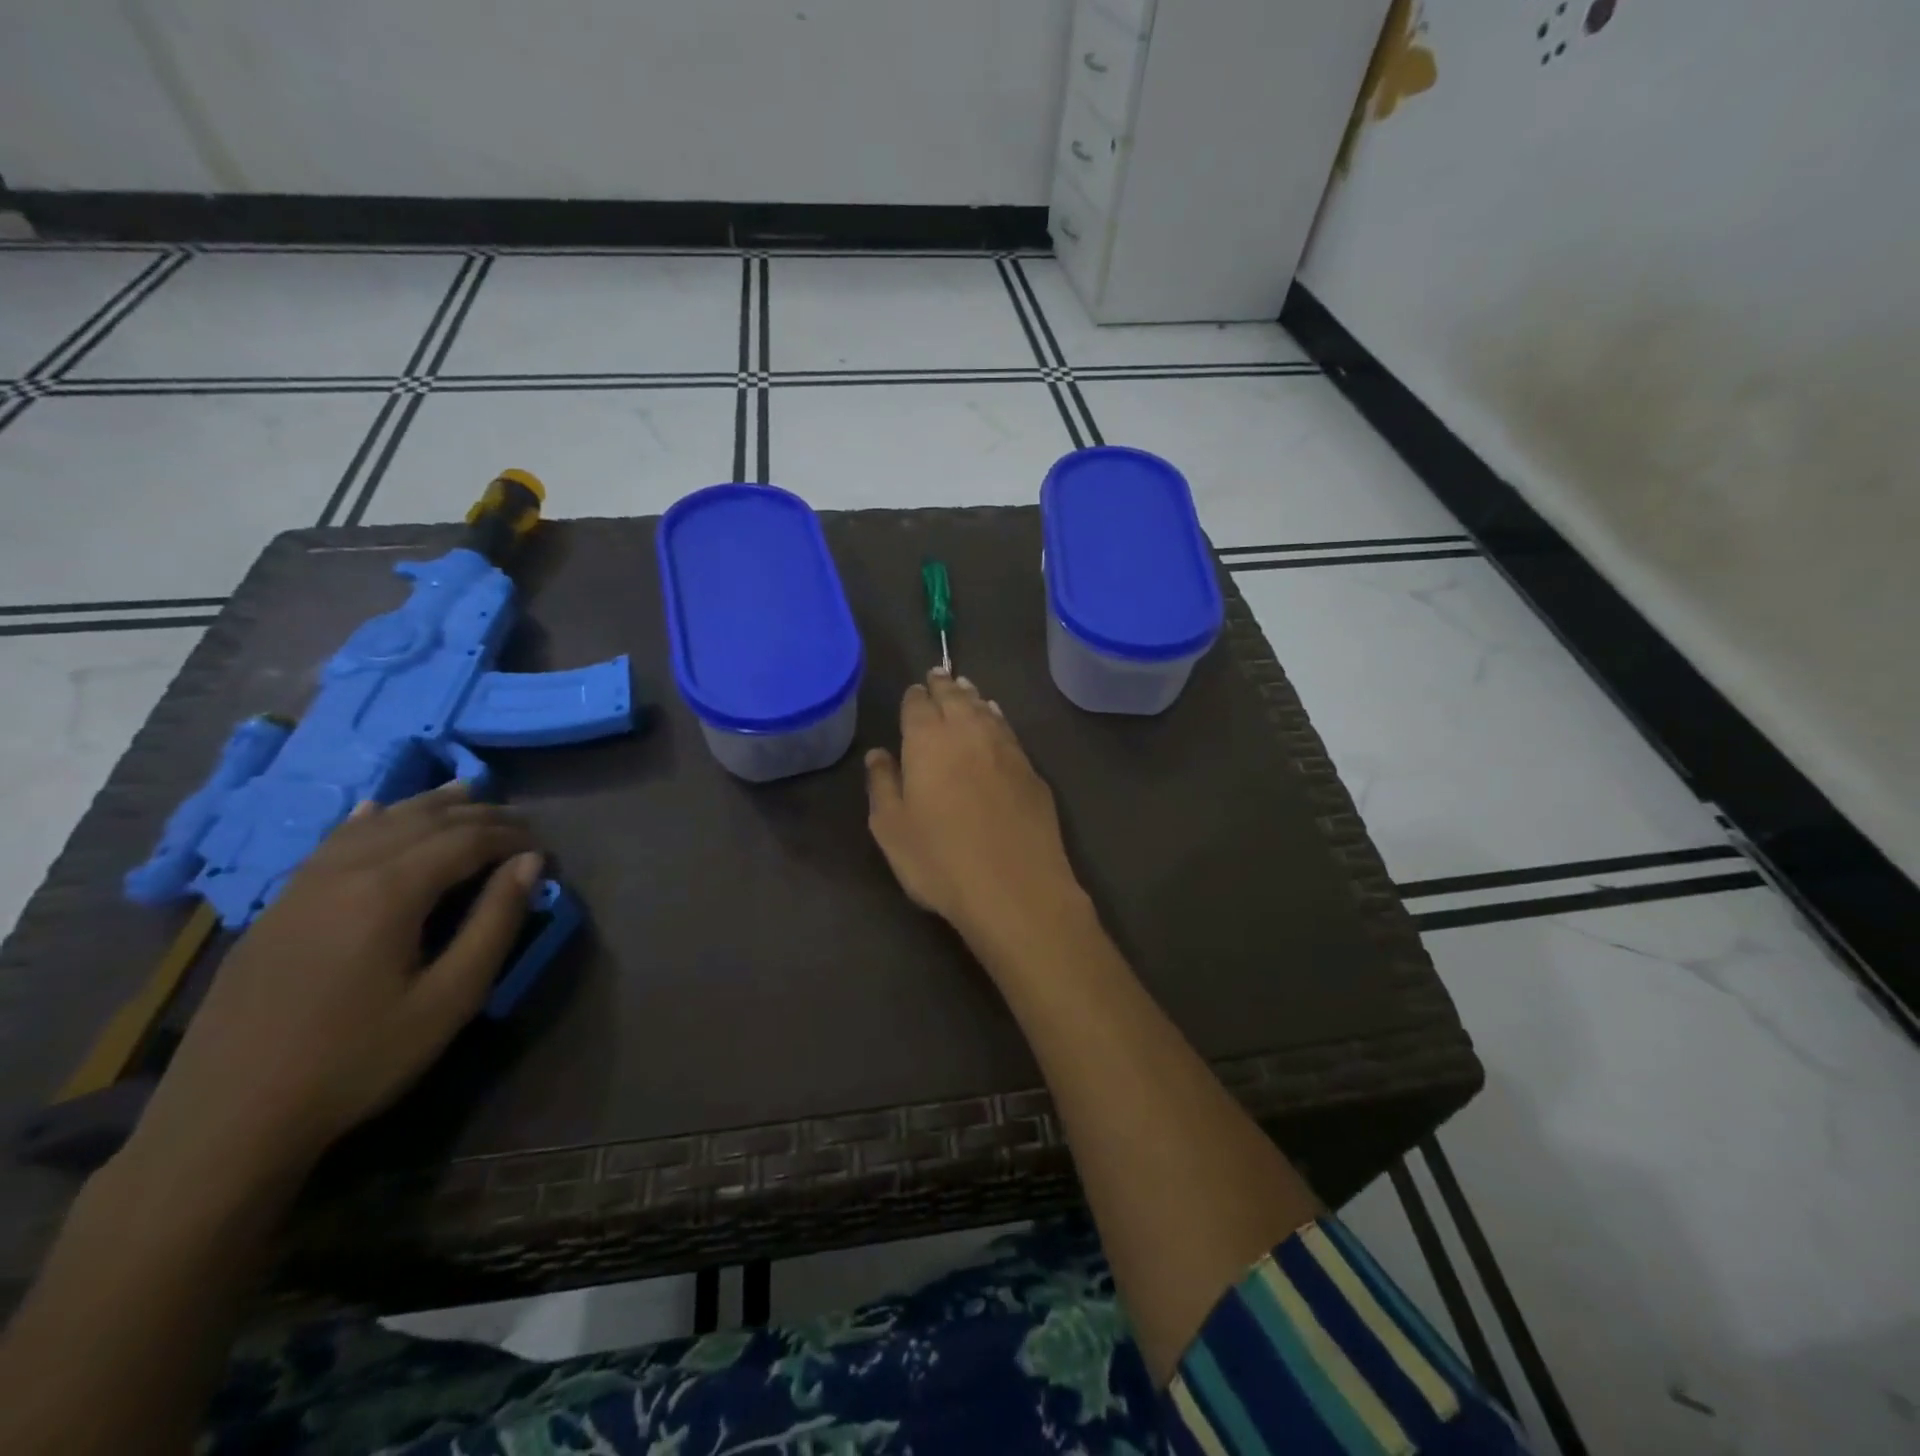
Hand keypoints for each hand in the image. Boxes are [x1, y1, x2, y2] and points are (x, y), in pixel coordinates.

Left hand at [126, 784, 539, 1191]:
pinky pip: (331, 842)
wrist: (229, 1118)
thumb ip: (495, 922)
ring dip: (426, 806)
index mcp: (389, 891)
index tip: (543, 846)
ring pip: (375, 823)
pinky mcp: (277, 907)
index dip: (510, 835)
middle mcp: (345, 871)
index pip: (464, 838)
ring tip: (467, 794)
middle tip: (519, 824)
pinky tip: (376, 809)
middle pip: (422, 821)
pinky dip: (367, 819)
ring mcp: (302, 886)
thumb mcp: (450, 998)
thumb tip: (530, 862)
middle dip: (478, 815)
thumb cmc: (358, 1059)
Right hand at [865, 669, 1087, 952]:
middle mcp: (968, 732)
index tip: (913, 692)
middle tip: (939, 674)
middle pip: (955, 697)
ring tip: (966, 688)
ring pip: (985, 709)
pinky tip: (996, 719)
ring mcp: (1006, 749)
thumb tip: (878, 754)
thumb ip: (882, 784)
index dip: (914, 697)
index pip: (917, 704)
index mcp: (928, 740)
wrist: (1016, 888)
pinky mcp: (1032, 770)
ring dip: (972, 696)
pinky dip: (997, 718)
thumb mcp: (891, 829)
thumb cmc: (940, 861)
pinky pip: (1008, 730)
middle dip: (944, 685)